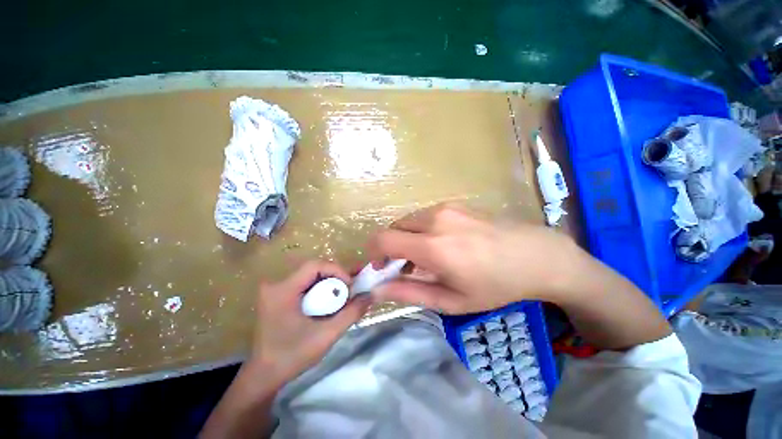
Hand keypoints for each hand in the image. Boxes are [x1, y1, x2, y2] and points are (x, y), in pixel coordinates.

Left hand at [247, 260, 371, 383]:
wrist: (264, 376)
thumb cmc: (292, 357)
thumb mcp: (326, 335)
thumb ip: (351, 314)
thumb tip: (371, 295)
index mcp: (283, 290)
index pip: (314, 265)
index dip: (336, 270)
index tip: (349, 286)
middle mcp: (277, 284)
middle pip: (313, 269)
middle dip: (335, 276)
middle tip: (350, 290)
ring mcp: (276, 290)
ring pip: (310, 276)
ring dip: (329, 282)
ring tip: (344, 294)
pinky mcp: (278, 296)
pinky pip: (305, 284)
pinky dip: (321, 289)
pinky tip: (330, 300)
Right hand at [368, 203, 583, 313]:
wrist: (536, 255)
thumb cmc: (496, 285)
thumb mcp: (452, 300)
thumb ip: (410, 293)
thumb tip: (377, 290)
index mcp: (433, 246)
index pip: (383, 239)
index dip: (373, 253)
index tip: (379, 267)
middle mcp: (434, 220)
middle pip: (392, 228)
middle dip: (389, 247)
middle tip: (403, 267)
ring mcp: (444, 207)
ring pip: (407, 221)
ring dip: (405, 238)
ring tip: (423, 257)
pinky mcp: (453, 203)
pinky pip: (423, 216)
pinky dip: (419, 230)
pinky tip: (439, 243)